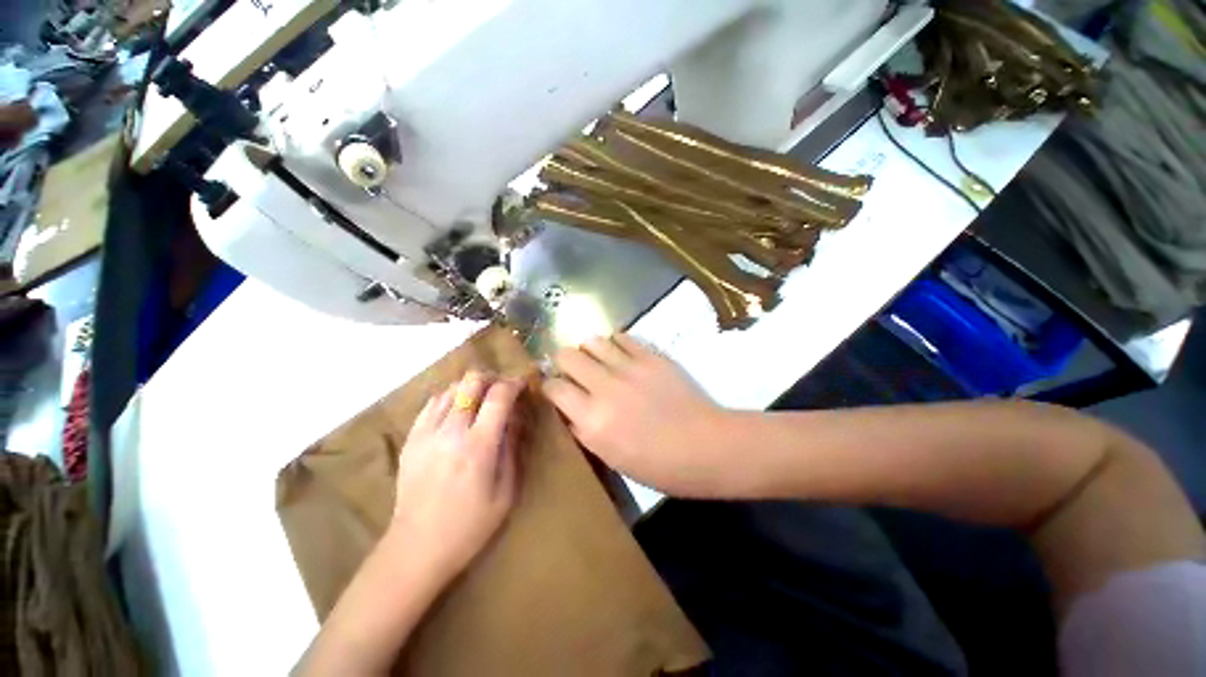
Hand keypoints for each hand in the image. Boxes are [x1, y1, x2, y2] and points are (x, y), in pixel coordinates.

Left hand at [390, 372, 523, 580]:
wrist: (416, 548)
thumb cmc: (470, 525)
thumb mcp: (506, 491)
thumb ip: (512, 447)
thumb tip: (515, 417)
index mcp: (478, 446)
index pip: (499, 395)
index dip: (514, 383)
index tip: (523, 384)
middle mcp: (450, 431)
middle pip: (471, 382)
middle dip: (492, 379)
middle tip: (502, 390)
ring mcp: (426, 433)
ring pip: (451, 388)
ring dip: (471, 388)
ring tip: (481, 401)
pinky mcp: (410, 439)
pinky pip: (432, 403)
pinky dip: (450, 399)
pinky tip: (457, 411)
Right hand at [544, 334, 735, 496]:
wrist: (705, 446)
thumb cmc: (658, 464)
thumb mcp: (611, 457)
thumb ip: (585, 429)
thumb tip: (570, 408)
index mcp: (592, 419)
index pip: (554, 387)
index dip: (549, 386)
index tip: (555, 388)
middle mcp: (604, 387)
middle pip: (567, 355)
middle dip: (564, 362)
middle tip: (573, 371)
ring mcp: (629, 368)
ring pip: (592, 341)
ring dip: (589, 350)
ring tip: (598, 361)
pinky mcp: (650, 356)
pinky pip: (621, 337)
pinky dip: (615, 344)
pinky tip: (620, 355)